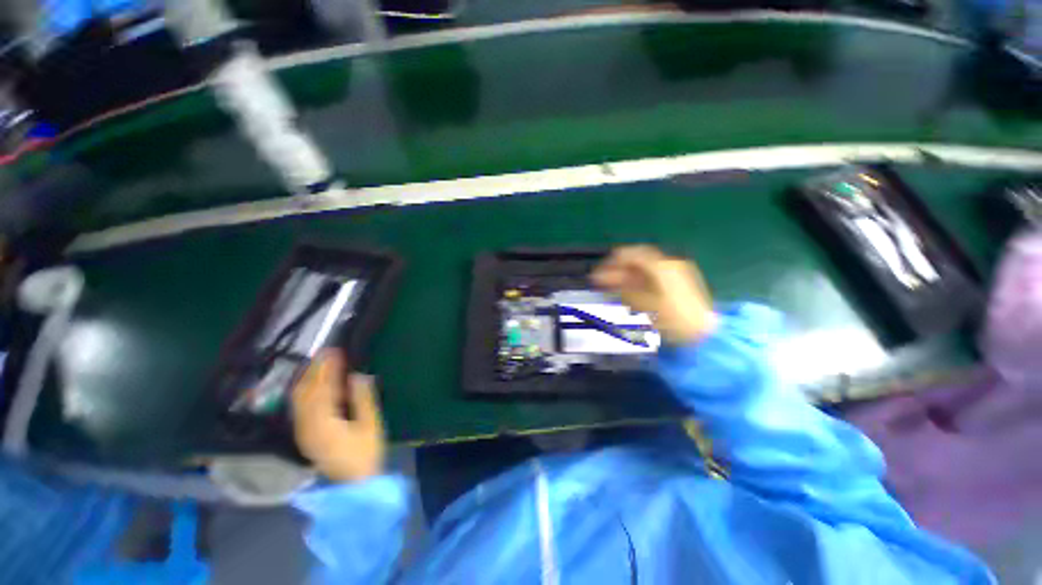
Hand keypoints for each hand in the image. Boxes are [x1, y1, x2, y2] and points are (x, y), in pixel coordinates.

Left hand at [292, 350, 385, 481]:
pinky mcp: (304, 436)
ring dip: (307, 379)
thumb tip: (357, 375)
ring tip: (319, 363)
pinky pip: (300, 407)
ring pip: (298, 399)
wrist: (354, 485)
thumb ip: (363, 399)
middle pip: (304, 392)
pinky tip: (314, 384)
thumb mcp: (370, 425)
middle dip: (314, 370)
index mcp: (323, 423)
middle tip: (325, 352)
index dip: (328, 368)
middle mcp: (306, 426)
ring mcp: (302, 432)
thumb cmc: (366, 454)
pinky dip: (306, 391)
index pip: (322, 388)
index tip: (335, 351)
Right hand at [592, 245, 717, 344]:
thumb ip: (621, 287)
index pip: (631, 254)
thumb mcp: (642, 304)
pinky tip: (627, 291)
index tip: (599, 272)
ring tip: (611, 288)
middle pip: (637, 260)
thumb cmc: (672, 320)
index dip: (612, 261)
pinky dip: (637, 281)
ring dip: (625, 275)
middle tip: (601, 281)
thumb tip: (603, 278)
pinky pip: (652, 276)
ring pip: (643, 268)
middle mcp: (669, 264)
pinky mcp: (678, 281)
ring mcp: (675, 272)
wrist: (702, 334)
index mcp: (661, 266)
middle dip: (617, 269)